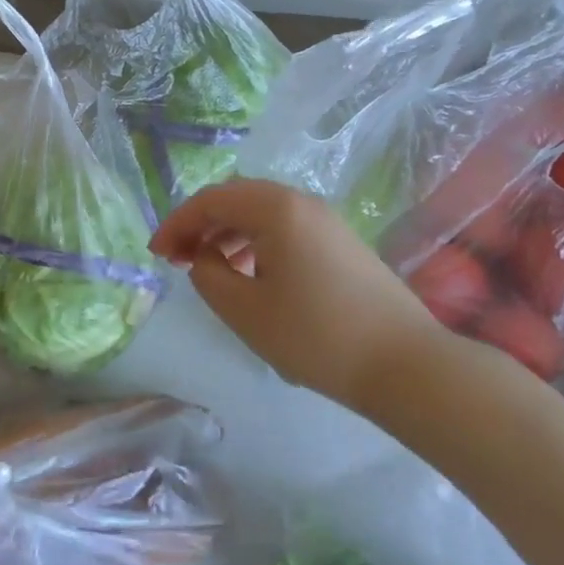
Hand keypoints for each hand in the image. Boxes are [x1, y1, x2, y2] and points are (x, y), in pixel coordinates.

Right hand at [148, 179, 448, 410]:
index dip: (177, 224)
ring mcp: (327, 221)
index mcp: (275, 209)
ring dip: (227, 233)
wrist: (407, 366)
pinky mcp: (342, 243)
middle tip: (177, 258)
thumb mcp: (244, 310)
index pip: (210, 201)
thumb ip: (207, 275)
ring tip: (209, 268)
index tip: (157, 255)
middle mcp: (301, 203)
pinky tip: (251, 276)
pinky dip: (255, 242)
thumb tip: (203, 257)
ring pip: (261, 213)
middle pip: (235, 198)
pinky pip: (285, 228)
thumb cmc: (316, 336)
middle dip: (200, 224)